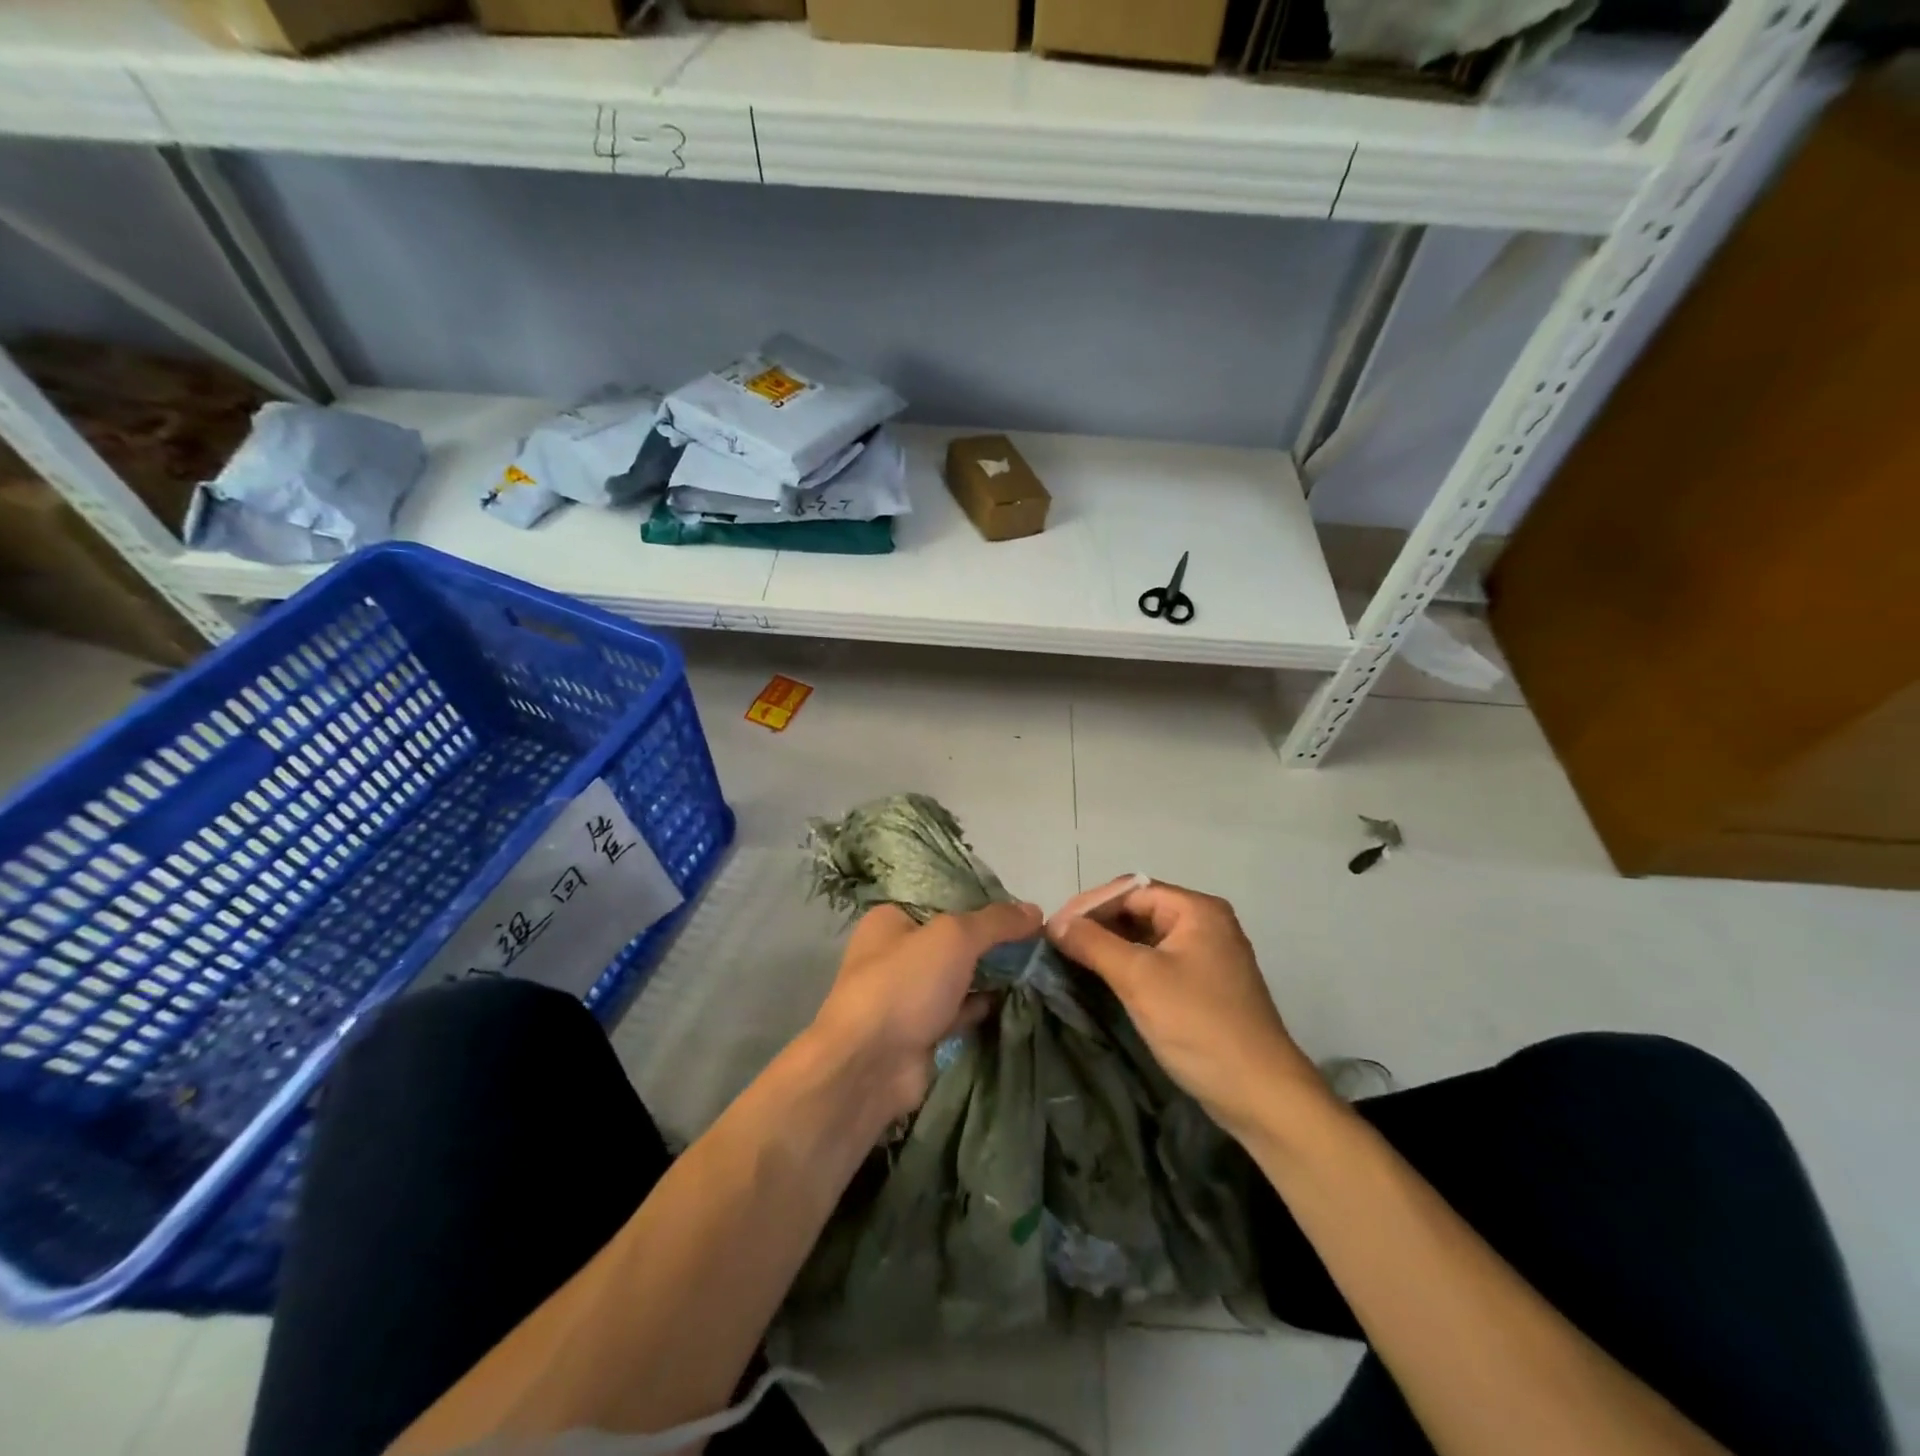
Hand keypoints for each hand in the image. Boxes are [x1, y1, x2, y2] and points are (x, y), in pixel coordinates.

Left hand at [808, 900, 1042, 1125]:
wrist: (869, 1066)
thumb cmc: (904, 984)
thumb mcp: (953, 937)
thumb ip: (995, 921)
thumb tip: (1035, 910)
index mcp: (891, 919)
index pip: (944, 901)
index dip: (983, 904)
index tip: (1022, 911)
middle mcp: (895, 953)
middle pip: (954, 940)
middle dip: (991, 943)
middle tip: (1037, 942)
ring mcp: (907, 995)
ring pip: (958, 977)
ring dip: (990, 976)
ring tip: (1036, 969)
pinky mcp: (920, 1031)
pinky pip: (958, 1011)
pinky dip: (983, 1007)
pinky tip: (1016, 1001)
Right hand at [1048, 879, 1324, 1137]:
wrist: (1260, 1095)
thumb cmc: (1198, 1025)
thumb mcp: (1139, 979)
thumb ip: (1093, 943)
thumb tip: (1054, 922)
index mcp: (1197, 910)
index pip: (1131, 890)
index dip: (1090, 905)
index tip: (1054, 928)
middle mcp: (1206, 923)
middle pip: (1139, 909)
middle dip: (1098, 924)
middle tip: (1059, 945)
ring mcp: (1208, 955)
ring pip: (1147, 937)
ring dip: (1111, 946)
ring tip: (1072, 960)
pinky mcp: (1206, 985)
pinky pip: (1159, 961)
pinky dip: (1130, 966)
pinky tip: (1104, 980)